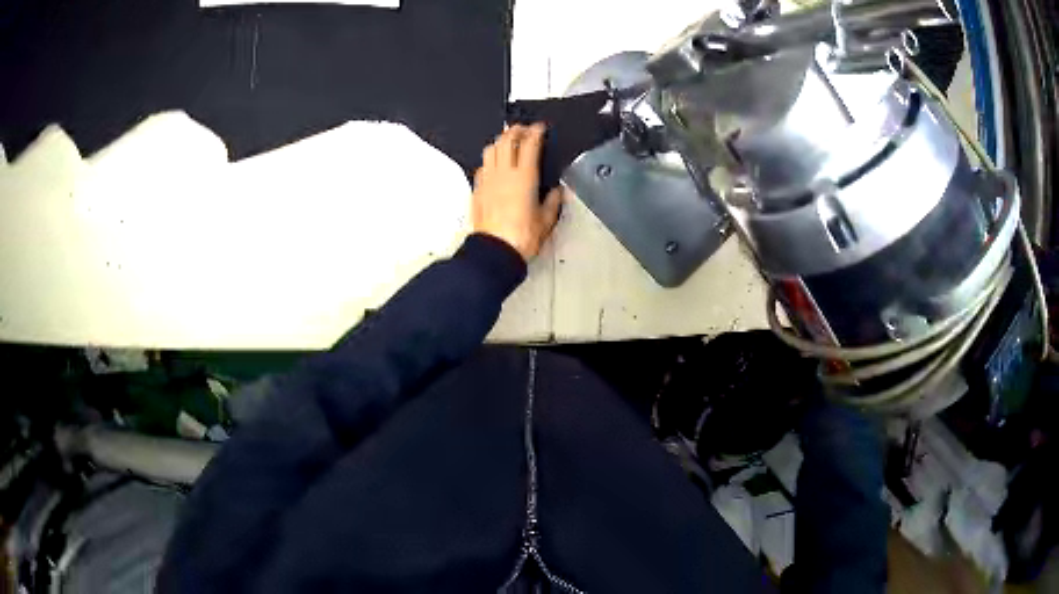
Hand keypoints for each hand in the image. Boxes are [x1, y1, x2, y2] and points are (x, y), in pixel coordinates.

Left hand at [472, 123, 563, 261]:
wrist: (495, 251)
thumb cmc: (520, 238)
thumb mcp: (546, 221)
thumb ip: (553, 202)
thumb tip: (557, 193)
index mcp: (524, 178)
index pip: (529, 145)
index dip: (535, 132)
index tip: (539, 128)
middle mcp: (503, 174)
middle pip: (506, 140)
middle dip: (516, 131)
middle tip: (523, 130)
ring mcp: (487, 180)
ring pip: (491, 150)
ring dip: (500, 142)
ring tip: (507, 143)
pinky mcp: (477, 190)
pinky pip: (482, 166)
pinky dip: (489, 160)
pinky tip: (494, 165)